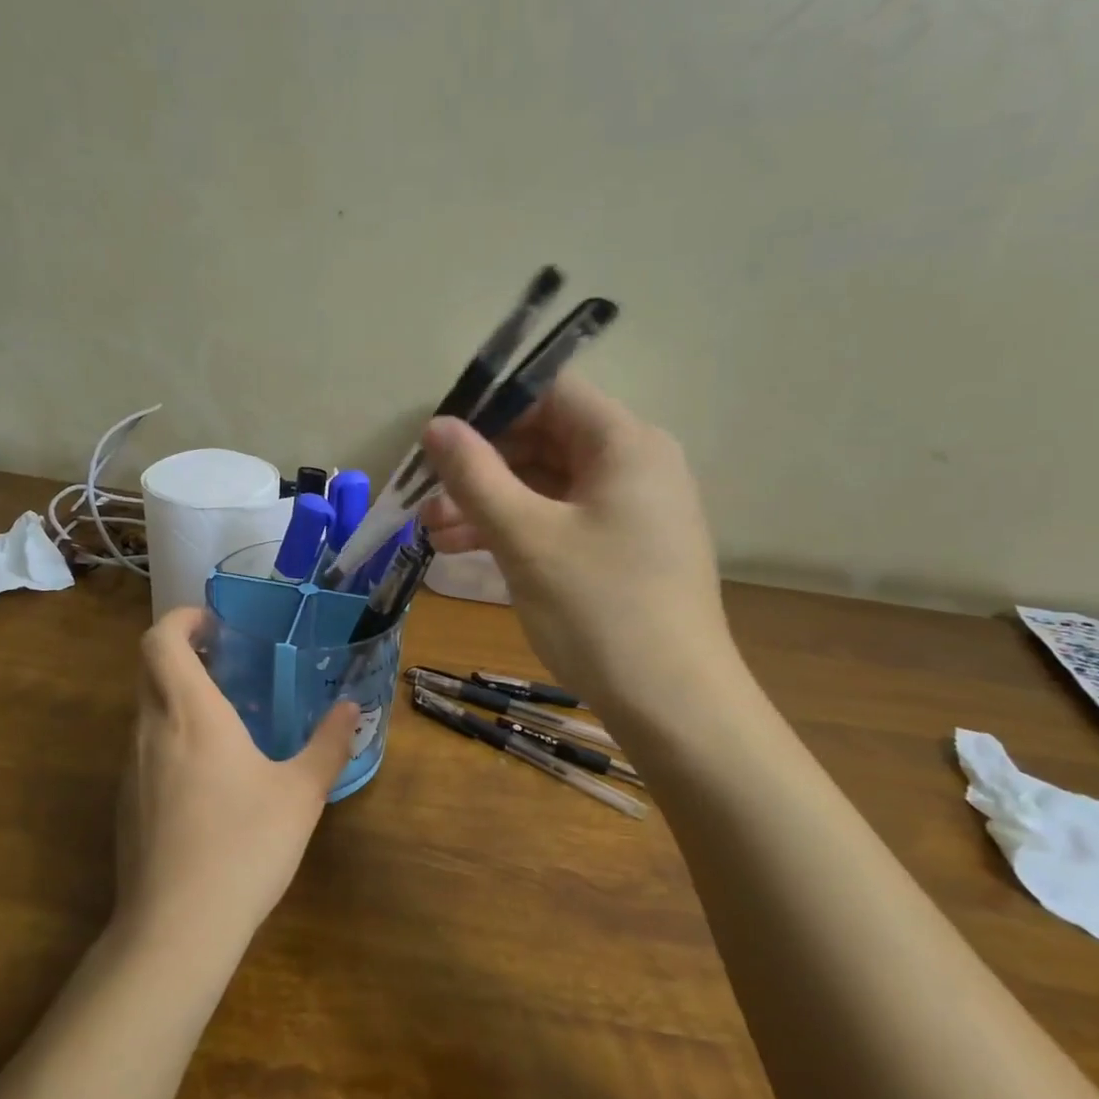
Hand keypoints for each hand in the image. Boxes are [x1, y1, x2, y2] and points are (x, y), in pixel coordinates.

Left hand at [116, 608, 358, 959]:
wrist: (176, 929)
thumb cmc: (244, 846)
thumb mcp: (301, 794)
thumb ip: (328, 745)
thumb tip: (351, 709)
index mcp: (191, 714)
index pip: (161, 641)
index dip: (181, 619)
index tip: (214, 624)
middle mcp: (151, 731)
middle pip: (149, 669)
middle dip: (182, 653)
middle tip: (227, 663)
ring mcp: (130, 769)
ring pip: (146, 711)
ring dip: (177, 698)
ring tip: (225, 718)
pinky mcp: (125, 804)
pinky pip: (145, 750)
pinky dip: (170, 738)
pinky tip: (207, 777)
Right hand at [419, 372, 740, 718]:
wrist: (673, 705)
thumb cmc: (598, 610)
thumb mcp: (526, 538)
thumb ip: (475, 476)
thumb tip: (437, 425)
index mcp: (625, 444)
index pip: (550, 393)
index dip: (491, 408)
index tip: (439, 442)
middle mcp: (636, 465)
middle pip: (545, 440)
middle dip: (481, 467)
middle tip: (426, 499)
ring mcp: (633, 511)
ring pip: (548, 486)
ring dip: (490, 504)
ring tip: (433, 533)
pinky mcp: (625, 550)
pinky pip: (562, 521)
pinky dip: (518, 530)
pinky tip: (468, 552)